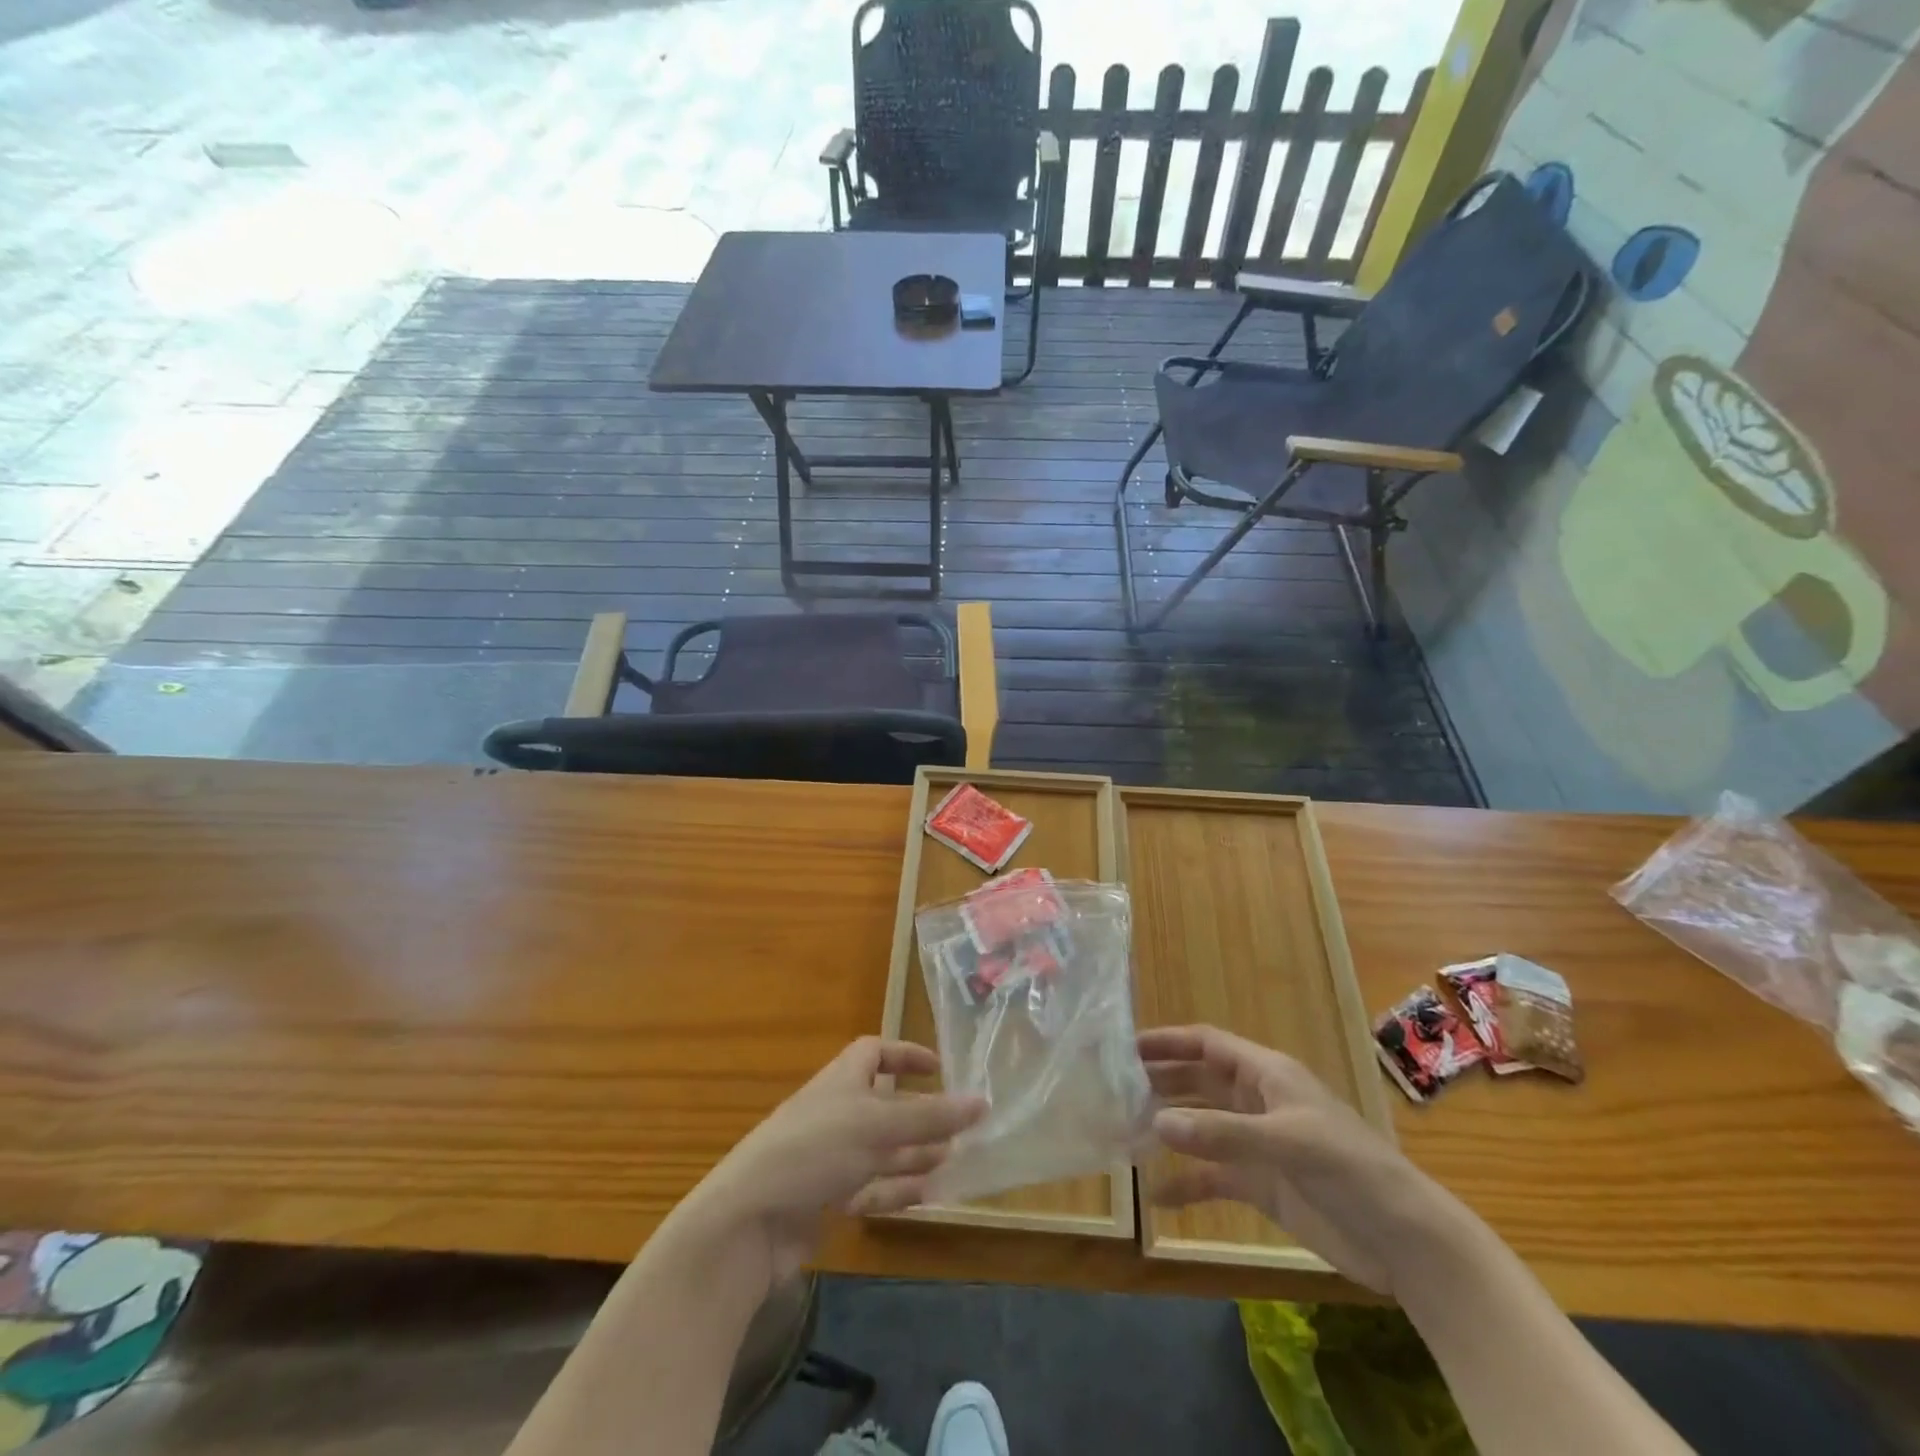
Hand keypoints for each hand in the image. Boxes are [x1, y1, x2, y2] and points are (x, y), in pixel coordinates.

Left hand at [689, 1038, 985, 1287]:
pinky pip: (870, 1188)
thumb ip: (930, 1116)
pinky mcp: (825, 1199)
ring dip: (915, 1154)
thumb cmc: (814, 1150)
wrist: (749, 1221)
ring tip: (955, 1160)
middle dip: (921, 1114)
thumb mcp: (876, 1125)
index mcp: (842, 1080)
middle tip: (961, 1127)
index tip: (940, 1068)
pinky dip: (897, 1190)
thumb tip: (983, 1101)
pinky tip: (928, 1196)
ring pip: (881, 1150)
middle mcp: (836, 1112)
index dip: (906, 1055)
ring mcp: (829, 1157)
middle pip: (885, 1105)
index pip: (875, 1053)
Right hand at [1140, 1024, 1458, 1295]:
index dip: (1168, 1042)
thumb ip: (1221, 1134)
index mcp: (1266, 1074)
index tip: (1126, 1046)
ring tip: (1125, 1132)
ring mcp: (1258, 1143)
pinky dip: (1187, 1182)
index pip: (1207, 1044)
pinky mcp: (1262, 1184)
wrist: (1405, 1242)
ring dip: (1169, 1129)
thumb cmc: (1349, 1170)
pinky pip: (1214, 1176)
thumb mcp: (1286, 1143)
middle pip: (1198, 1082)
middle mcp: (1257, 1101)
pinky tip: (1157, 1194)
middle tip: (1114, 1089)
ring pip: (1201, 1126)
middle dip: (1161, 1082)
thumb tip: (1156, 1121)